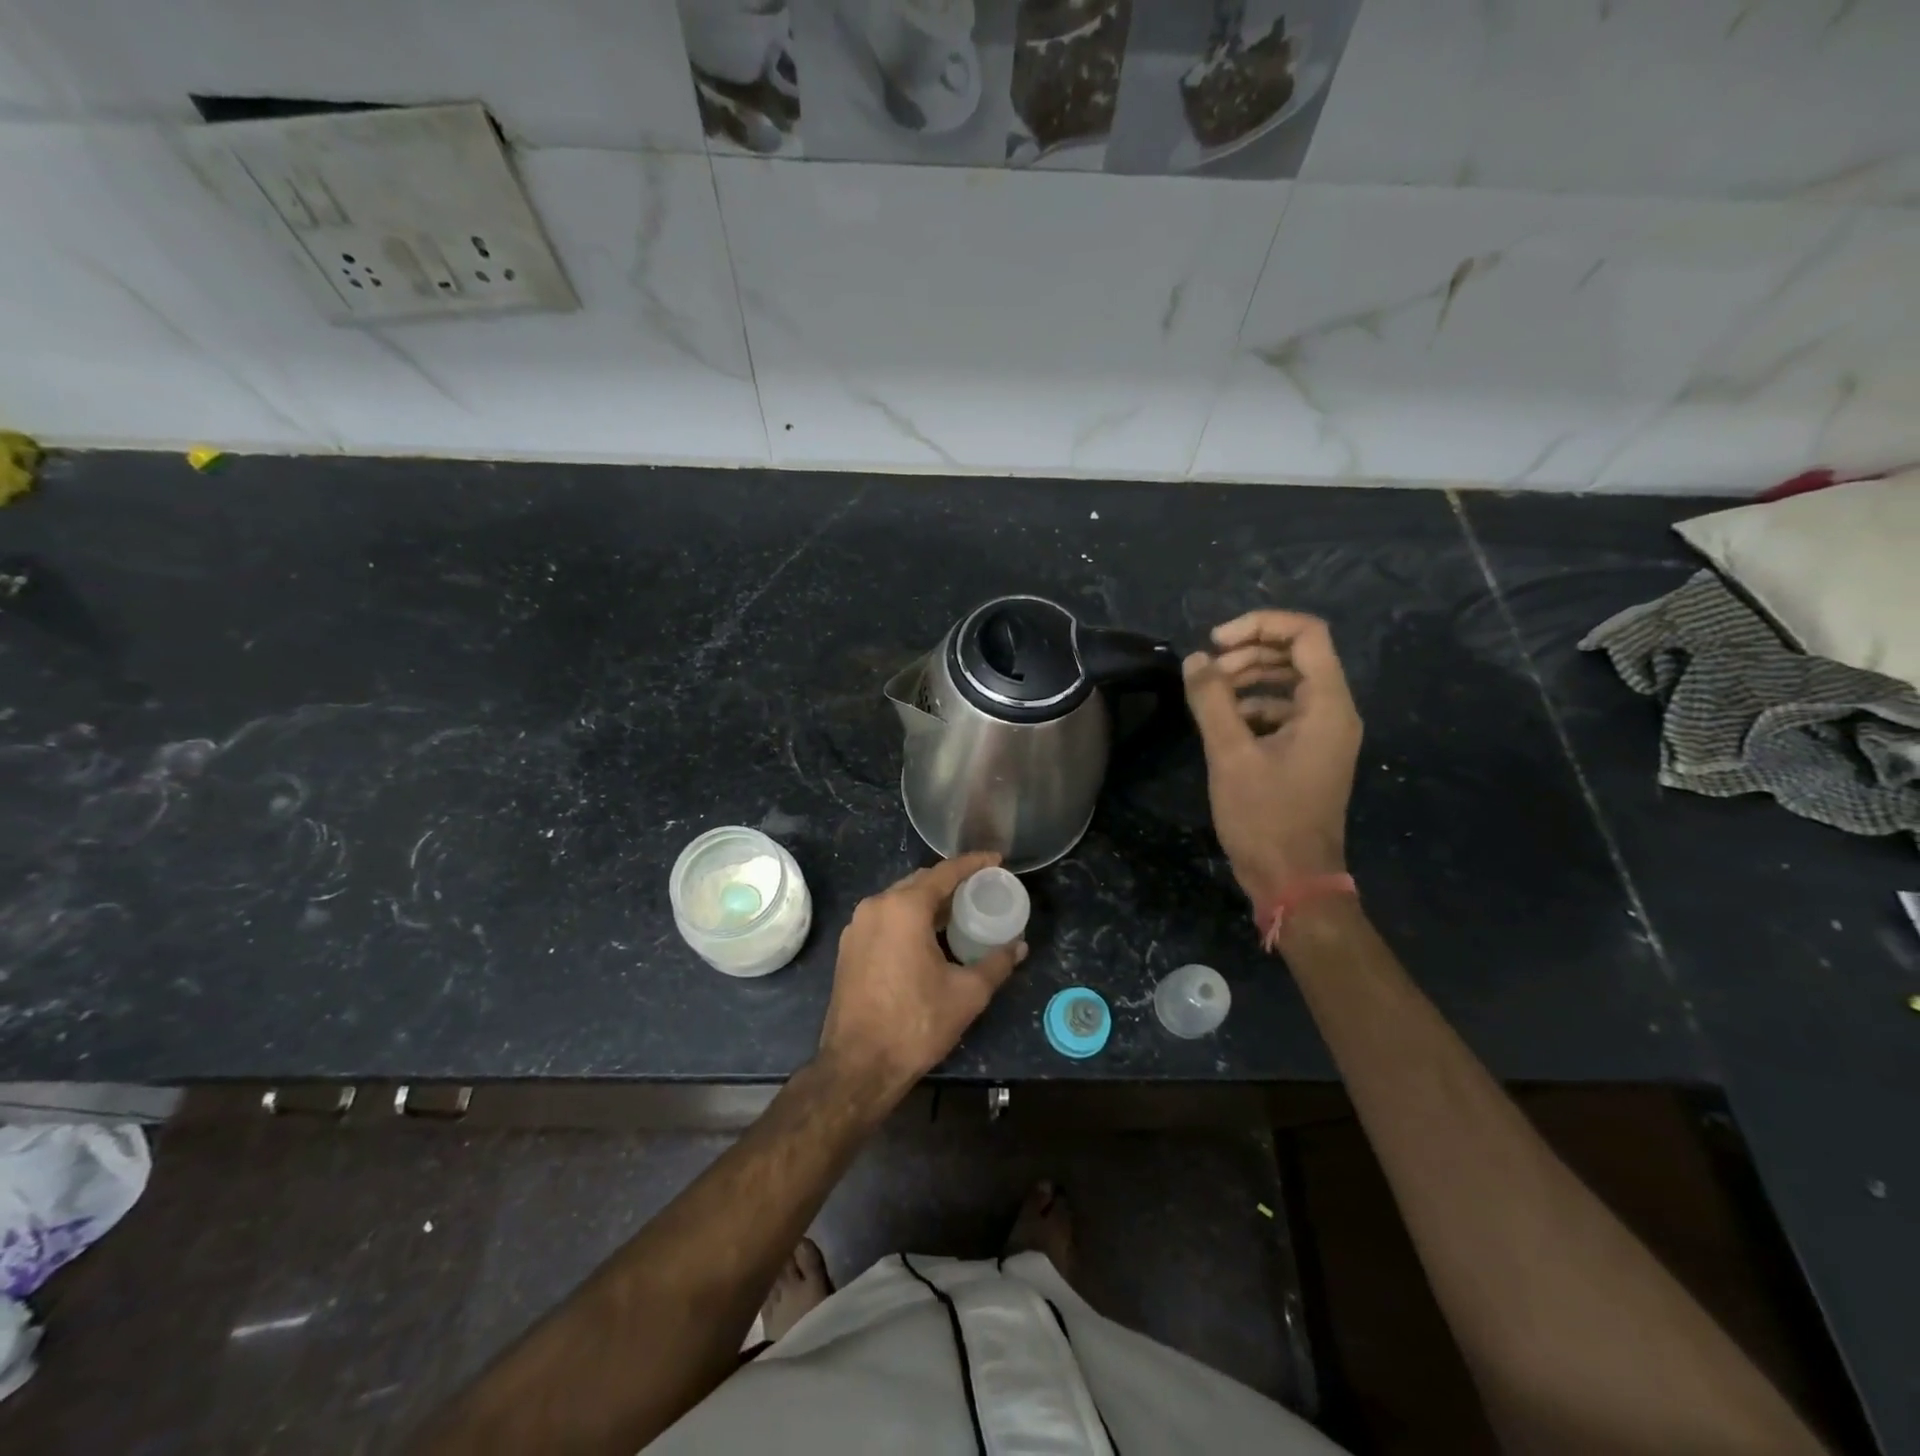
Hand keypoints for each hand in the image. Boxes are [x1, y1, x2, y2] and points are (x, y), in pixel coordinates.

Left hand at [817, 852, 1026, 1104]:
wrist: (857, 1066)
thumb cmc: (915, 1023)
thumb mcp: (967, 994)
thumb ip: (996, 964)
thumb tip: (1019, 947)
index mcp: (903, 908)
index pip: (944, 872)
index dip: (973, 864)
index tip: (996, 859)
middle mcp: (876, 906)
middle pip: (920, 882)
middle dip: (950, 882)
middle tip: (980, 888)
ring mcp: (857, 927)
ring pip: (899, 900)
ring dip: (928, 901)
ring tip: (958, 911)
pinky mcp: (848, 948)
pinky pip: (885, 918)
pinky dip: (908, 918)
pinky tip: (928, 936)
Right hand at [1183, 611, 1362, 905]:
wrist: (1293, 879)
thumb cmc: (1265, 817)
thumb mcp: (1230, 754)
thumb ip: (1212, 700)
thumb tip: (1195, 660)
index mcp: (1328, 705)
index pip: (1306, 634)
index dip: (1259, 625)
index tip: (1216, 642)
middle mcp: (1335, 712)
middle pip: (1298, 655)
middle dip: (1249, 652)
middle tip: (1207, 672)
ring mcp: (1324, 735)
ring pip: (1289, 683)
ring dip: (1248, 678)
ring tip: (1208, 694)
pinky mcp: (1310, 754)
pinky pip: (1285, 712)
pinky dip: (1253, 706)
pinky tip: (1223, 722)